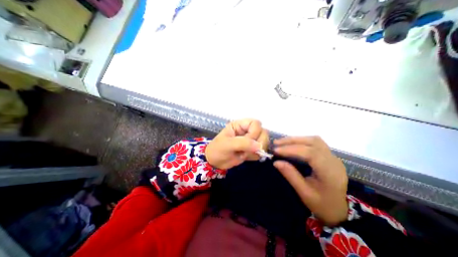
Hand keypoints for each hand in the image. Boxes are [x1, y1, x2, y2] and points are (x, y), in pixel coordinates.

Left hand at [206, 119, 268, 170]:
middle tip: (248, 150)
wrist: (215, 162)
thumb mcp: (228, 144)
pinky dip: (255, 155)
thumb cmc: (218, 150)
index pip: (256, 123)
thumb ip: (243, 143)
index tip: (248, 141)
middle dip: (259, 142)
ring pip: (264, 142)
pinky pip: (261, 151)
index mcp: (240, 125)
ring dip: (257, 150)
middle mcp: (247, 131)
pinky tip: (245, 157)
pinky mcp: (252, 149)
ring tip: (245, 154)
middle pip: (263, 132)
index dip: (255, 132)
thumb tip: (259, 146)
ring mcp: (250, 140)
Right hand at [271, 136, 347, 225]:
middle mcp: (334, 161)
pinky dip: (302, 141)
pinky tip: (292, 144)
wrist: (338, 210)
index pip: (310, 154)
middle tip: (276, 143)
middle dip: (292, 141)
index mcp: (330, 173)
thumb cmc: (321, 204)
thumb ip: (291, 175)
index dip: (292, 150)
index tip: (276, 150)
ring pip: (314, 140)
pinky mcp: (329, 155)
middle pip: (313, 142)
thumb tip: (276, 162)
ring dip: (297, 139)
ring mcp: (333, 157)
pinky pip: (315, 143)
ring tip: (282, 142)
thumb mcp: (304, 193)